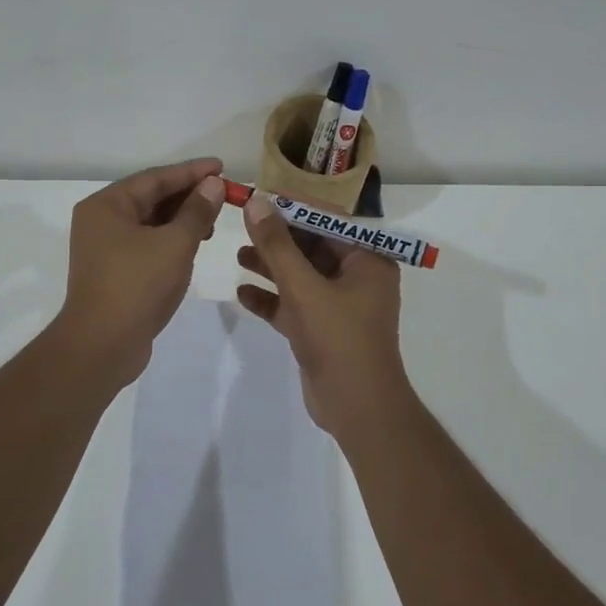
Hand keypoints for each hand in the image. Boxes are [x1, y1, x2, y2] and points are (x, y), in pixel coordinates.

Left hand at [53, 158, 225, 384]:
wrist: (102, 346)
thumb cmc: (137, 286)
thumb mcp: (175, 244)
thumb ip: (197, 211)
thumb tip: (213, 184)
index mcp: (107, 205)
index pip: (155, 178)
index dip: (191, 172)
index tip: (222, 167)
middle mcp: (101, 221)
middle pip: (151, 198)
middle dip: (188, 195)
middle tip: (224, 194)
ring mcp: (105, 248)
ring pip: (150, 222)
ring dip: (182, 219)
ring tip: (213, 220)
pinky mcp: (114, 271)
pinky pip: (147, 244)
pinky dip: (171, 240)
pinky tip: (194, 244)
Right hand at [236, 195, 409, 434]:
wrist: (357, 409)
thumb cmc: (339, 339)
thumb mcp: (304, 288)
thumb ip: (278, 245)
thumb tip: (256, 202)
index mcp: (367, 259)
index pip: (328, 220)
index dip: (294, 207)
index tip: (260, 196)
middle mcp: (357, 277)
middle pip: (312, 246)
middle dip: (278, 237)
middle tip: (242, 223)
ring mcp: (339, 305)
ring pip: (301, 276)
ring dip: (271, 266)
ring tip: (238, 255)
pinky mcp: (322, 329)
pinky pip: (294, 305)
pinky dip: (271, 299)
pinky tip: (242, 293)